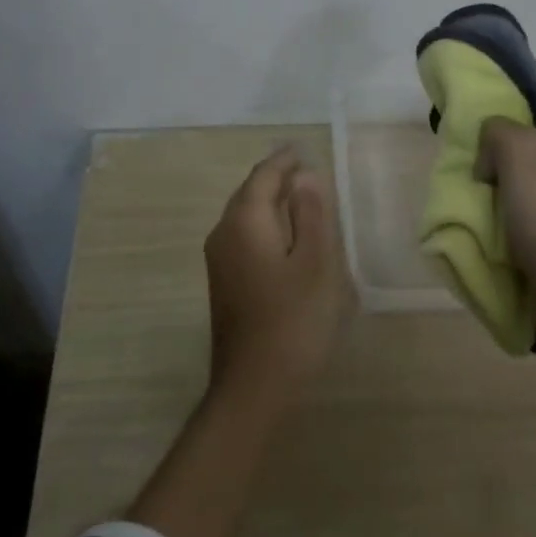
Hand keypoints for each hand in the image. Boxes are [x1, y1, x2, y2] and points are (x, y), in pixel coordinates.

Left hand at [203, 148, 350, 410]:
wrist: (253, 386)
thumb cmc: (293, 320)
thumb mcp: (316, 263)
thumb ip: (311, 214)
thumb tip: (304, 176)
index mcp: (244, 221)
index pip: (263, 176)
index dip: (284, 161)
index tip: (302, 150)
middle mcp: (223, 233)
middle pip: (249, 193)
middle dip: (276, 179)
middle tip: (305, 170)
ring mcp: (219, 260)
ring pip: (245, 216)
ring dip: (270, 203)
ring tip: (300, 198)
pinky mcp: (224, 283)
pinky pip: (244, 237)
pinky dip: (265, 225)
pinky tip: (286, 238)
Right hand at [476, 63, 535, 355]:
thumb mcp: (520, 152)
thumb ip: (498, 129)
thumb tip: (492, 152)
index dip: (523, 68)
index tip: (487, 80)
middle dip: (501, 119)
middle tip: (468, 128)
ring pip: (528, 159)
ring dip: (497, 161)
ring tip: (469, 168)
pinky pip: (526, 195)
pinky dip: (502, 193)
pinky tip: (482, 204)